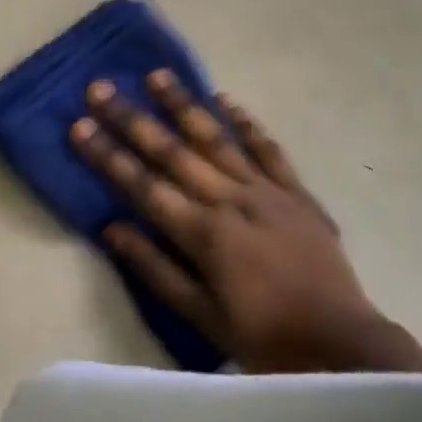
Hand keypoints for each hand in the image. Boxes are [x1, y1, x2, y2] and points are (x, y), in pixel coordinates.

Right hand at [71, 72, 421, 374]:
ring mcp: (267, 191)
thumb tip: (111, 228)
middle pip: (173, 152)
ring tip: (156, 75)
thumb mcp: (202, 316)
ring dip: (184, 105)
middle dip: (133, 119)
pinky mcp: (296, 192)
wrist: (342, 347)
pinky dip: (246, 123)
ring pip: (217, 138)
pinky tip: (225, 100)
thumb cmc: (264, 338)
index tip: (79, 125)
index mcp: (204, 234)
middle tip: (101, 87)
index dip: (108, 155)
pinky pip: (268, 149)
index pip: (143, 186)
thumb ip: (156, 269)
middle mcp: (231, 201)